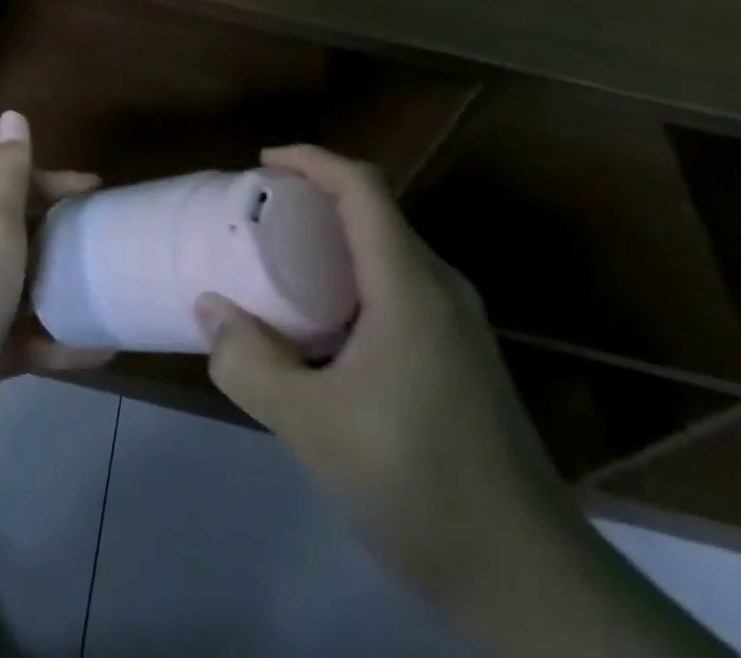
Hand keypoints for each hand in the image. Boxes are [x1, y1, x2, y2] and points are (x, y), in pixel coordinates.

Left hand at [0, 111, 106, 532]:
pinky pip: (34, 340)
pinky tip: (105, 345)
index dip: (55, 183)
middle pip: (22, 235)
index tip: (97, 191)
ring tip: (112, 284)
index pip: (12, 186)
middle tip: (110, 237)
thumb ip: (9, 169)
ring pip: (28, 287)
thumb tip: (11, 112)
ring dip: (66, 287)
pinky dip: (65, 341)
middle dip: (64, 234)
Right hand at [194, 145, 565, 593]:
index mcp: (409, 284)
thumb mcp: (314, 428)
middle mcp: (440, 286)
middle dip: (315, 196)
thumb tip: (209, 311)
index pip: (361, 186)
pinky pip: (399, 284)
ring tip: (281, 261)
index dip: (311, 159)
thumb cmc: (418, 485)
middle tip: (260, 214)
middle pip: (375, 210)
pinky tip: (325, 322)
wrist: (531, 580)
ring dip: (334, 238)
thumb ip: (252, 365)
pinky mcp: (460, 353)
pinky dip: (353, 275)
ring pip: (388, 249)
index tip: (262, 164)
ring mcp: (457, 321)